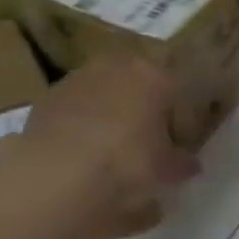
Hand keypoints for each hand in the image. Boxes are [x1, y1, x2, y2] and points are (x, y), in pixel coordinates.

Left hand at [0, 53, 199, 238]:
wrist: (55, 173)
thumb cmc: (125, 166)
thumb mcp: (164, 173)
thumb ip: (181, 164)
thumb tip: (190, 164)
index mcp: (153, 75)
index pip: (174, 85)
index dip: (176, 113)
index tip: (175, 139)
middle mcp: (116, 65)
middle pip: (136, 80)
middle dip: (140, 103)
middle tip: (142, 138)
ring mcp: (78, 76)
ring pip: (102, 88)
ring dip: (107, 109)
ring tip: (107, 146)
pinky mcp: (48, 95)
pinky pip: (74, 105)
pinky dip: (79, 121)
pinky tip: (77, 150)